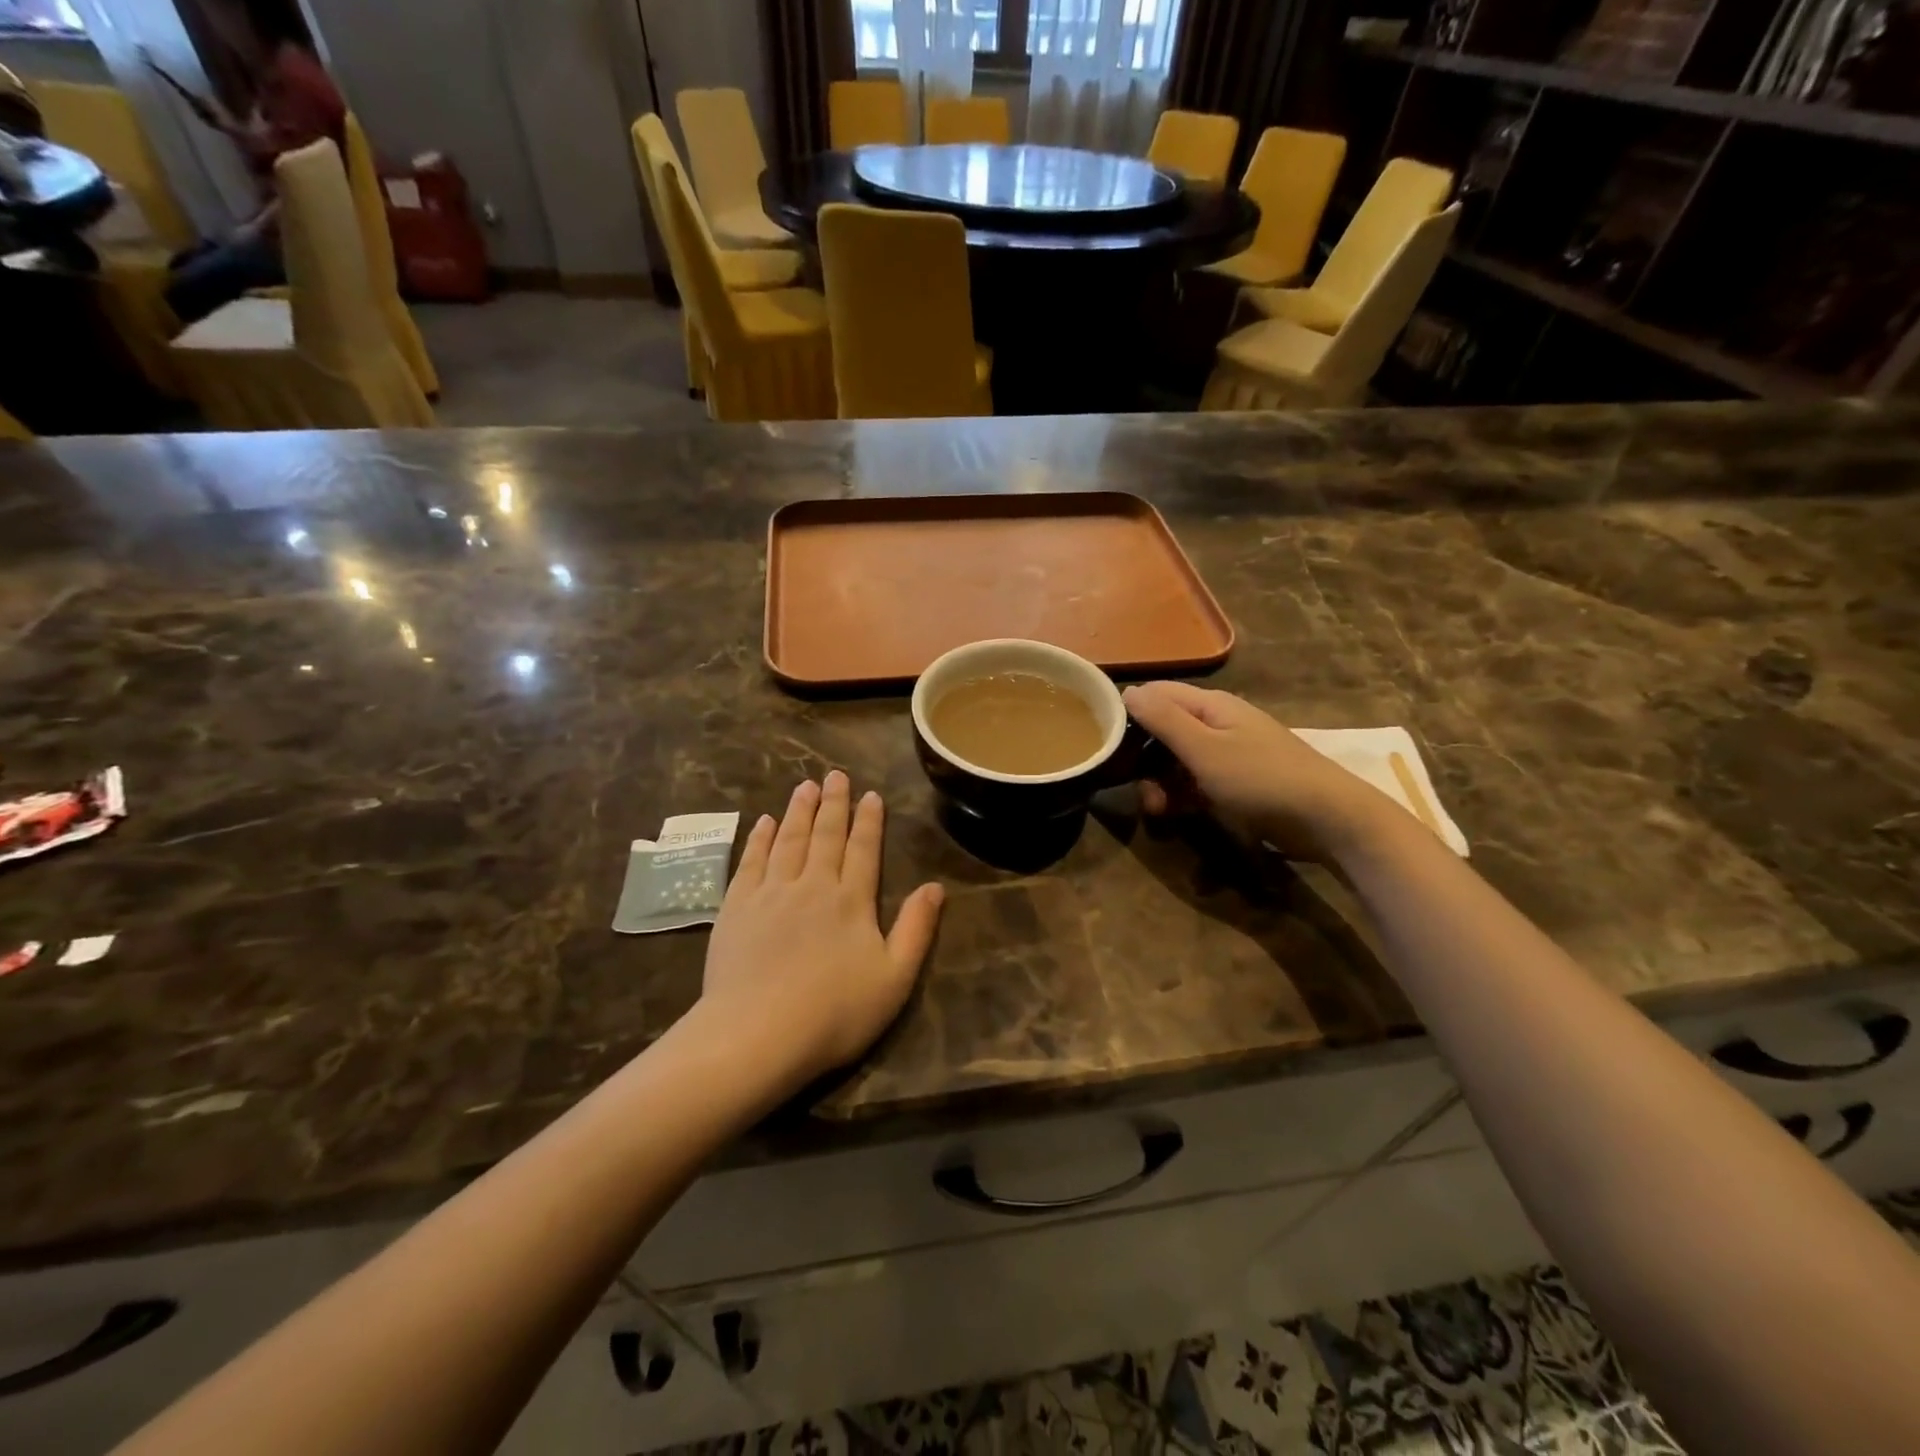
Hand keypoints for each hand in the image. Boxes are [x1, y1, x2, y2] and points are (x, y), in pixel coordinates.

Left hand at [701, 772, 943, 1086]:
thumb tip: (935, 887)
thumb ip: (916, 929)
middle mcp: (812, 885)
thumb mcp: (894, 978)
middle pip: (825, 835)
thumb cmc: (834, 1013)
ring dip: (798, 811)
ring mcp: (771, 893)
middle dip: (833, 804)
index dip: (868, 821)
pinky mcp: (737, 908)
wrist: (757, 1034)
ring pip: (788, 840)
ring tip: (804, 786)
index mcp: (852, 900)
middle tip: (835, 775)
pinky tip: (764, 822)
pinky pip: (751, 861)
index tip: (870, 795)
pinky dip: (759, 838)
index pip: (863, 849)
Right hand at [1122, 681, 1398, 860]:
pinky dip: (1182, 796)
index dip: (1128, 713)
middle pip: (1164, 730)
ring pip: (1177, 761)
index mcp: (1210, 705)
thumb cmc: (1261, 778)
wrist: (1328, 818)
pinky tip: (1176, 815)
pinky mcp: (1237, 784)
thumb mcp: (1205, 749)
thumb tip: (1127, 690)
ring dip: (1160, 783)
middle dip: (1143, 758)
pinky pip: (1196, 783)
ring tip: (1157, 810)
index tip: (1104, 741)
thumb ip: (1164, 720)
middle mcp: (1217, 723)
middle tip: (1132, 786)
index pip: (1156, 694)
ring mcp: (1229, 754)